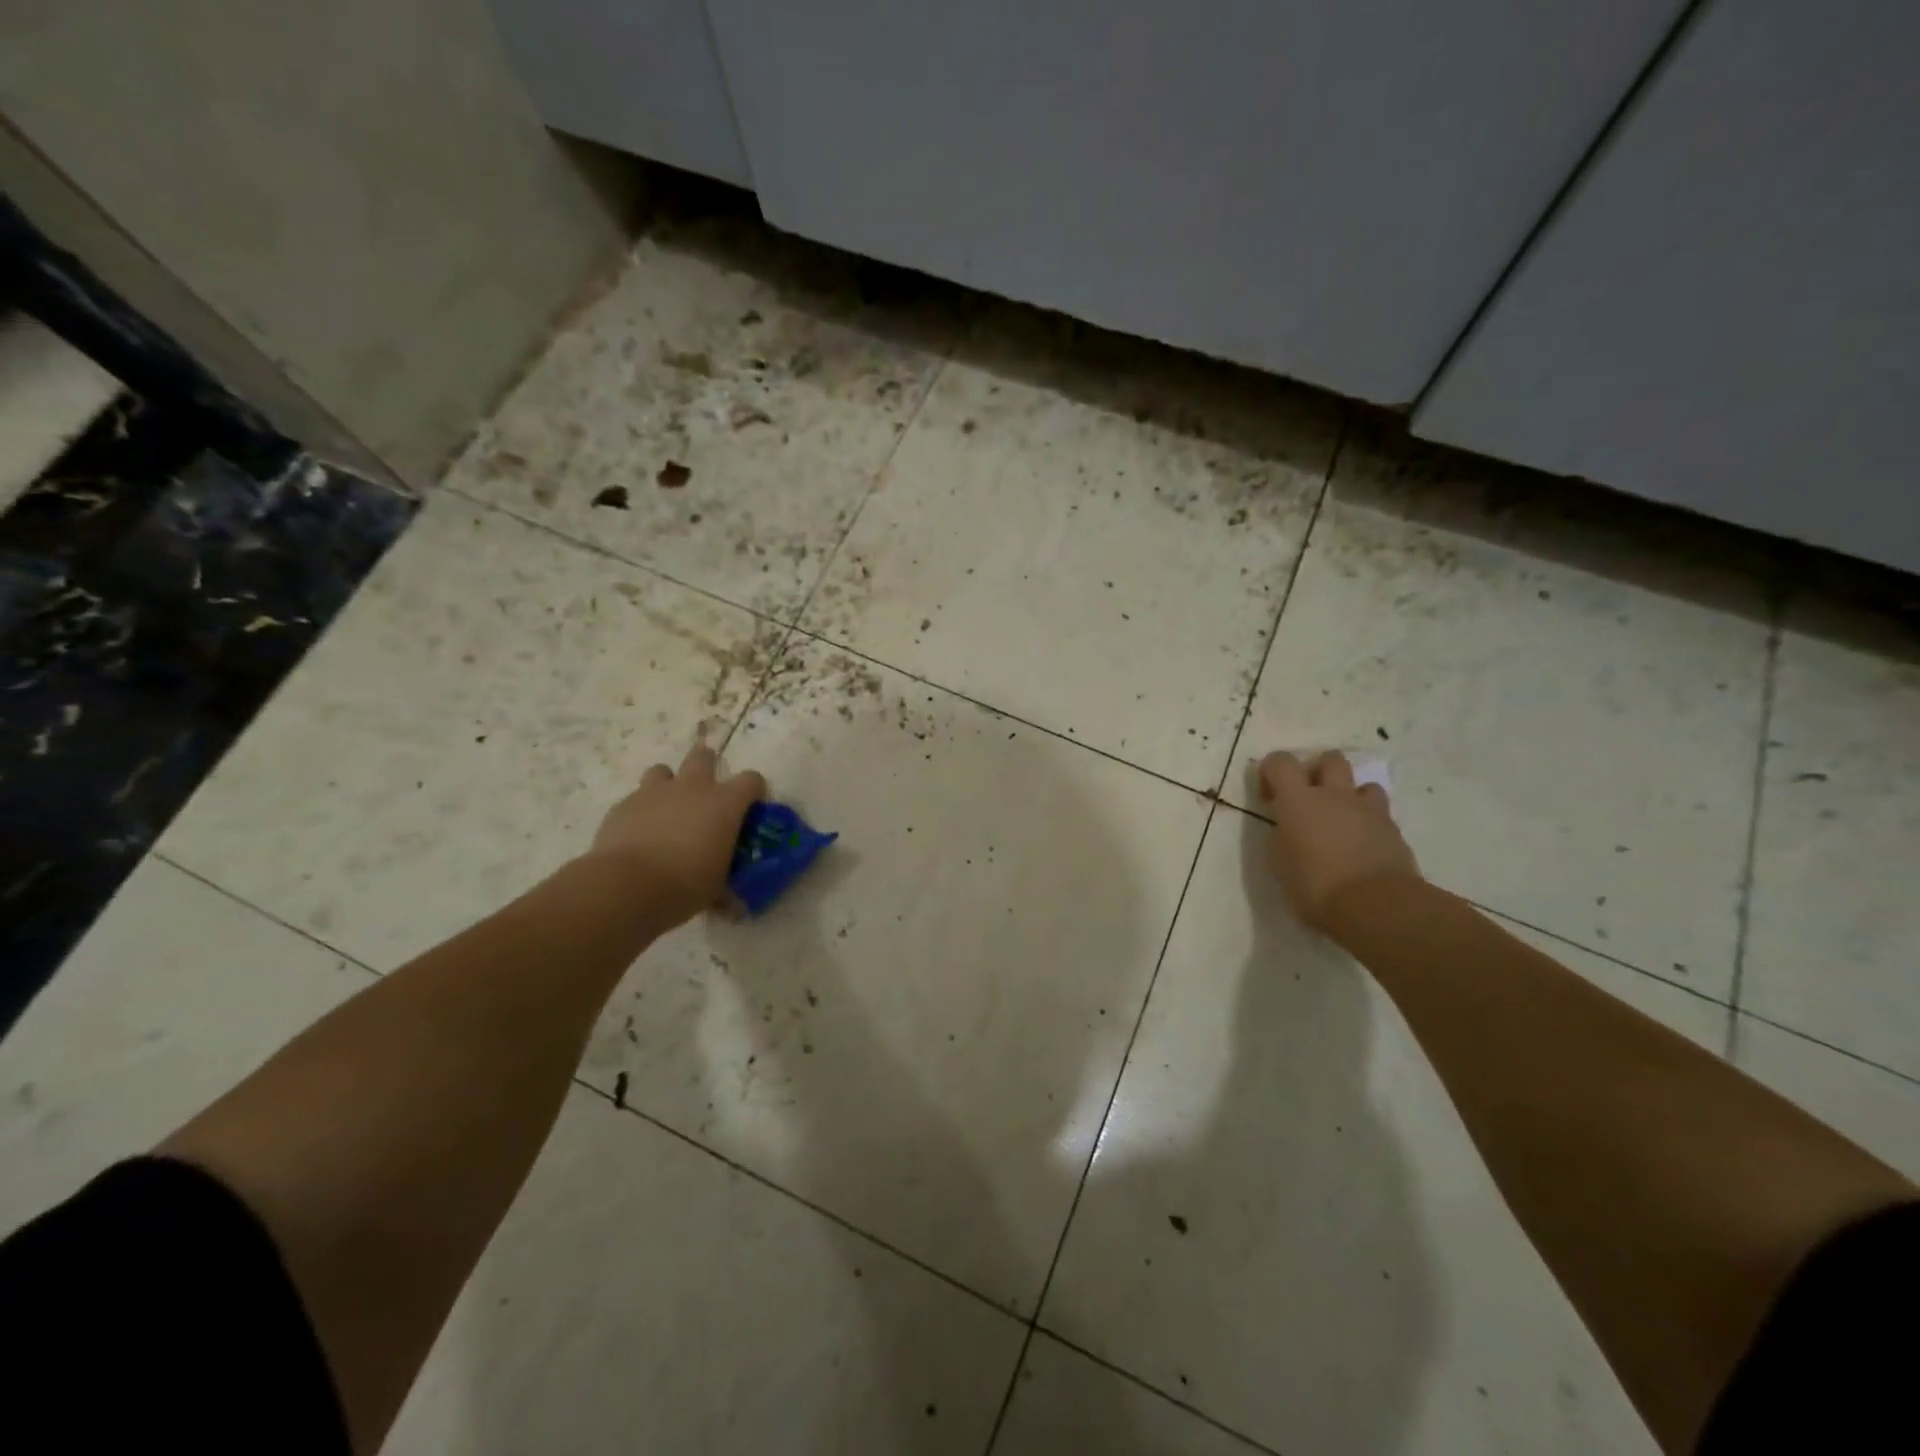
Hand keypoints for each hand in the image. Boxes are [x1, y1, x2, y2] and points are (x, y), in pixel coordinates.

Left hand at [586, 744, 766, 928]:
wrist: (627, 887)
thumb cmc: (686, 885)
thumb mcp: (716, 888)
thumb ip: (726, 887)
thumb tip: (733, 906)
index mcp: (724, 803)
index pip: (751, 780)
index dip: (753, 791)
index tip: (750, 807)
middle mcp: (692, 788)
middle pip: (703, 757)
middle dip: (707, 765)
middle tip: (705, 791)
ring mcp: (654, 792)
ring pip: (663, 771)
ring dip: (668, 785)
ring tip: (667, 810)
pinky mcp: (623, 805)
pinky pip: (636, 799)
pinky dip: (641, 811)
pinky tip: (638, 835)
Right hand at [1258, 750, 1420, 933]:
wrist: (1376, 906)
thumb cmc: (1315, 886)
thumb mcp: (1279, 864)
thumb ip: (1281, 837)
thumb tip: (1287, 830)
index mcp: (1298, 801)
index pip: (1280, 762)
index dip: (1271, 771)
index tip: (1270, 797)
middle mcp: (1334, 795)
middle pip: (1330, 759)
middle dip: (1318, 771)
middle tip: (1309, 799)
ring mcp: (1368, 810)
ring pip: (1362, 783)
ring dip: (1349, 796)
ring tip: (1341, 821)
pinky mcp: (1394, 830)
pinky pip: (1380, 813)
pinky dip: (1369, 822)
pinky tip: (1362, 845)